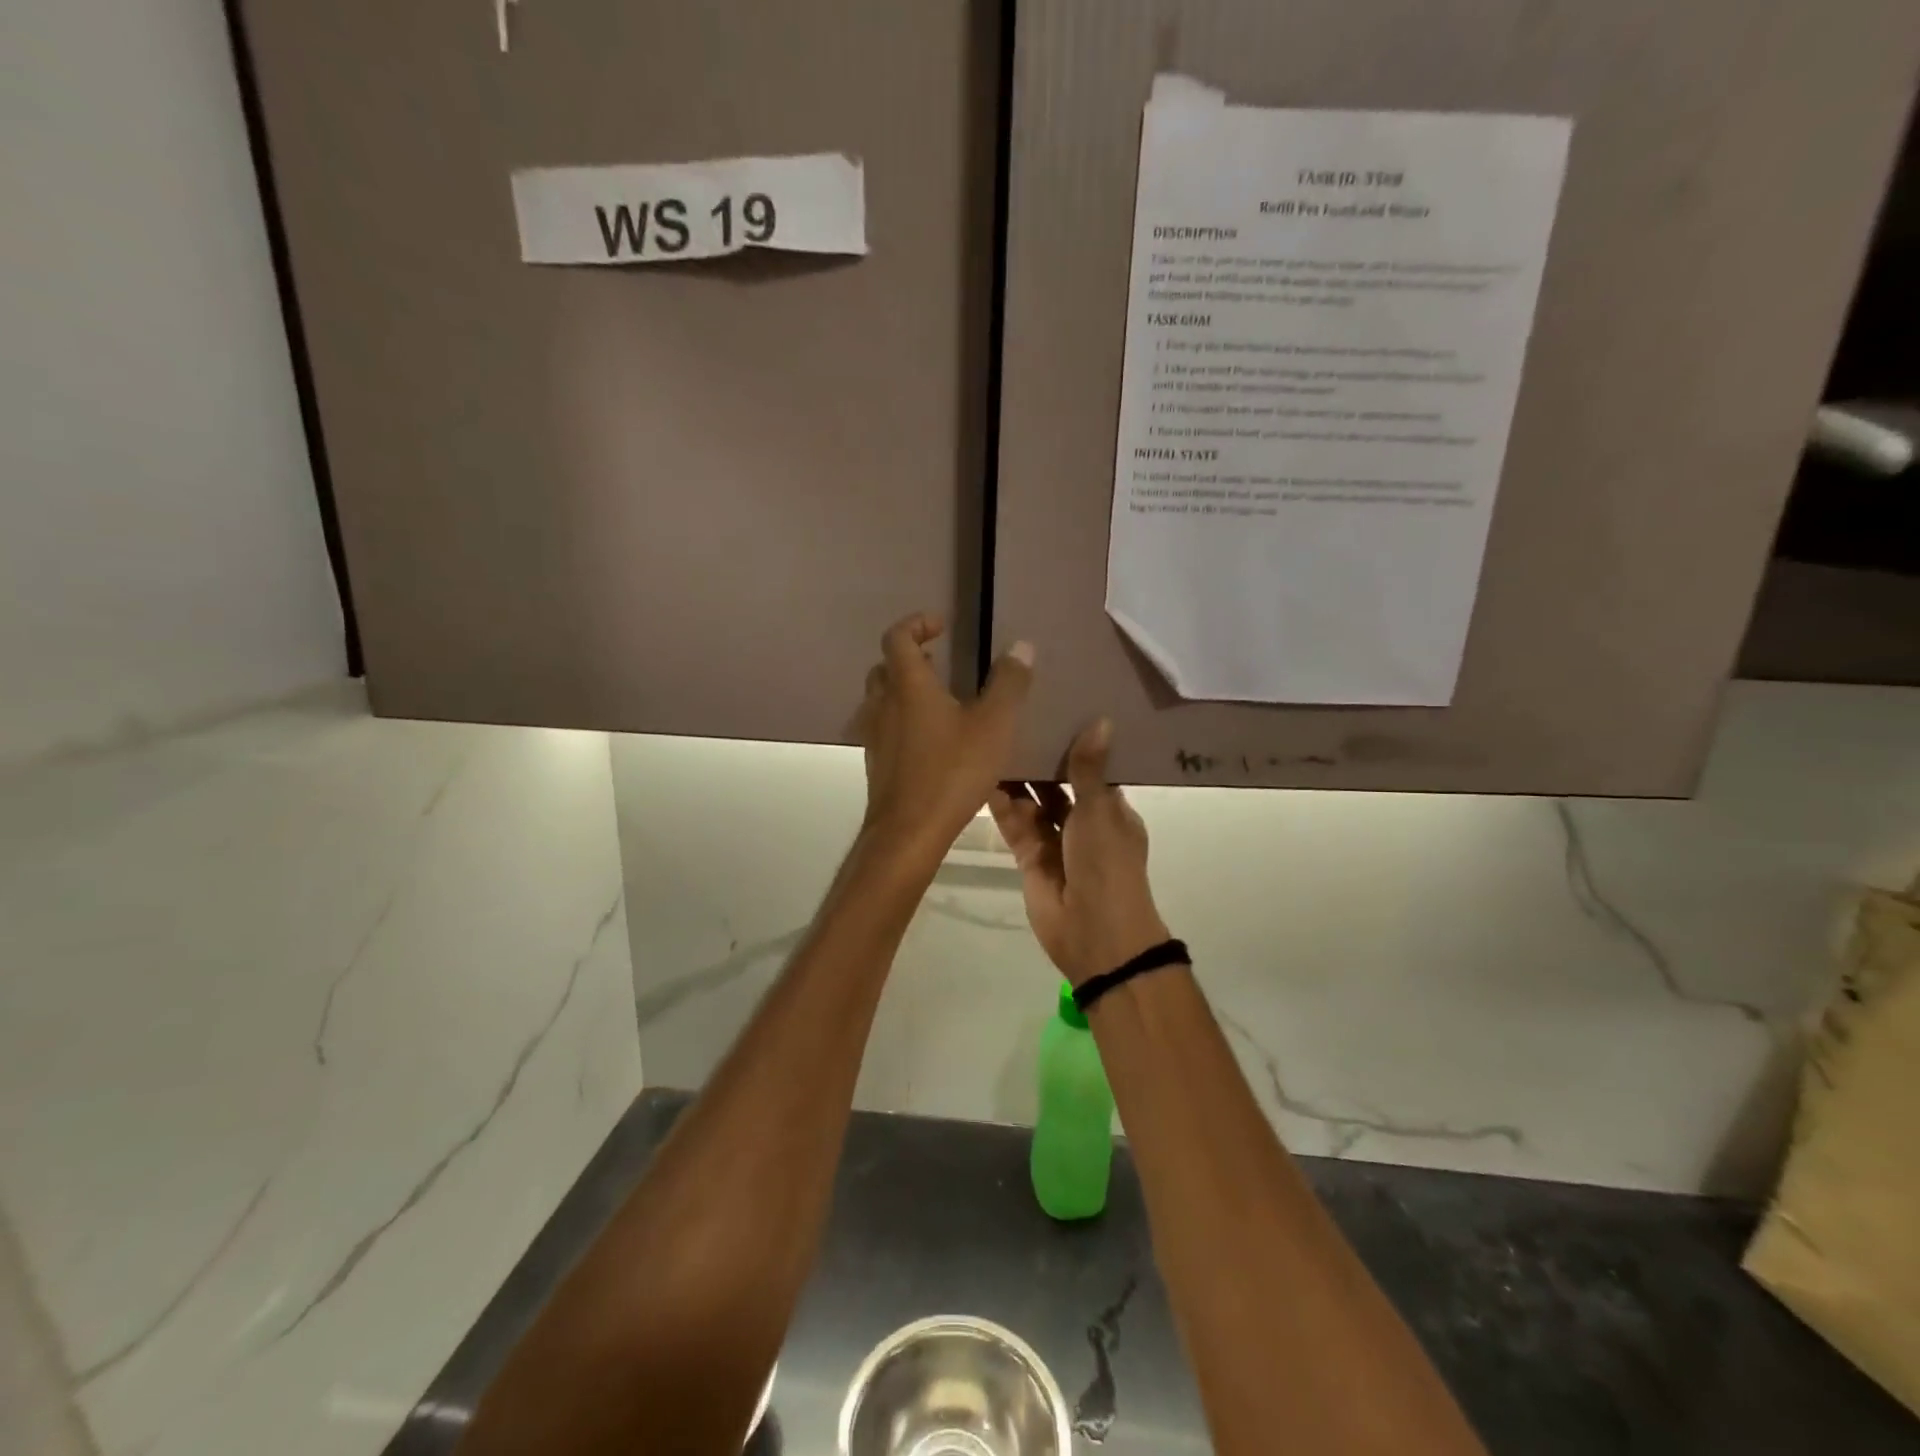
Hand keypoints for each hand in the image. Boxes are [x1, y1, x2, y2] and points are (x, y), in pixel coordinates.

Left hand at [855, 613, 1033, 866]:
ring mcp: (874, 736)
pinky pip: (884, 728)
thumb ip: (1009, 684)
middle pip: (885, 667)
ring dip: (903, 690)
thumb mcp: (994, 726)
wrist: (908, 833)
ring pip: (881, 699)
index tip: (941, 626)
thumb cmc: (952, 772)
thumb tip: (1021, 646)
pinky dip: (902, 720)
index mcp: (907, 686)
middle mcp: (883, 704)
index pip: (897, 637)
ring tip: (938, 700)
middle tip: (938, 661)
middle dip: (909, 657)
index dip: (916, 624)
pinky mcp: (876, 763)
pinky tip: (930, 740)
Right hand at [989, 719, 1171, 986]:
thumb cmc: (1106, 865)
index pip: (1091, 770)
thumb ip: (1089, 769)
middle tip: (1012, 723)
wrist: (1095, 933)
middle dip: (1039, 762)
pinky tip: (985, 782)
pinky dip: (1003, 808)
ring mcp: (1055, 843)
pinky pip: (1015, 827)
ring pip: (1033, 806)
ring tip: (993, 747)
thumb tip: (1102, 719)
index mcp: (1110, 811)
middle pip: (1057, 786)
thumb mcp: (1100, 811)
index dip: (1073, 746)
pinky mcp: (1030, 860)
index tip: (1053, 713)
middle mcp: (1083, 824)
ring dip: (1017, 783)